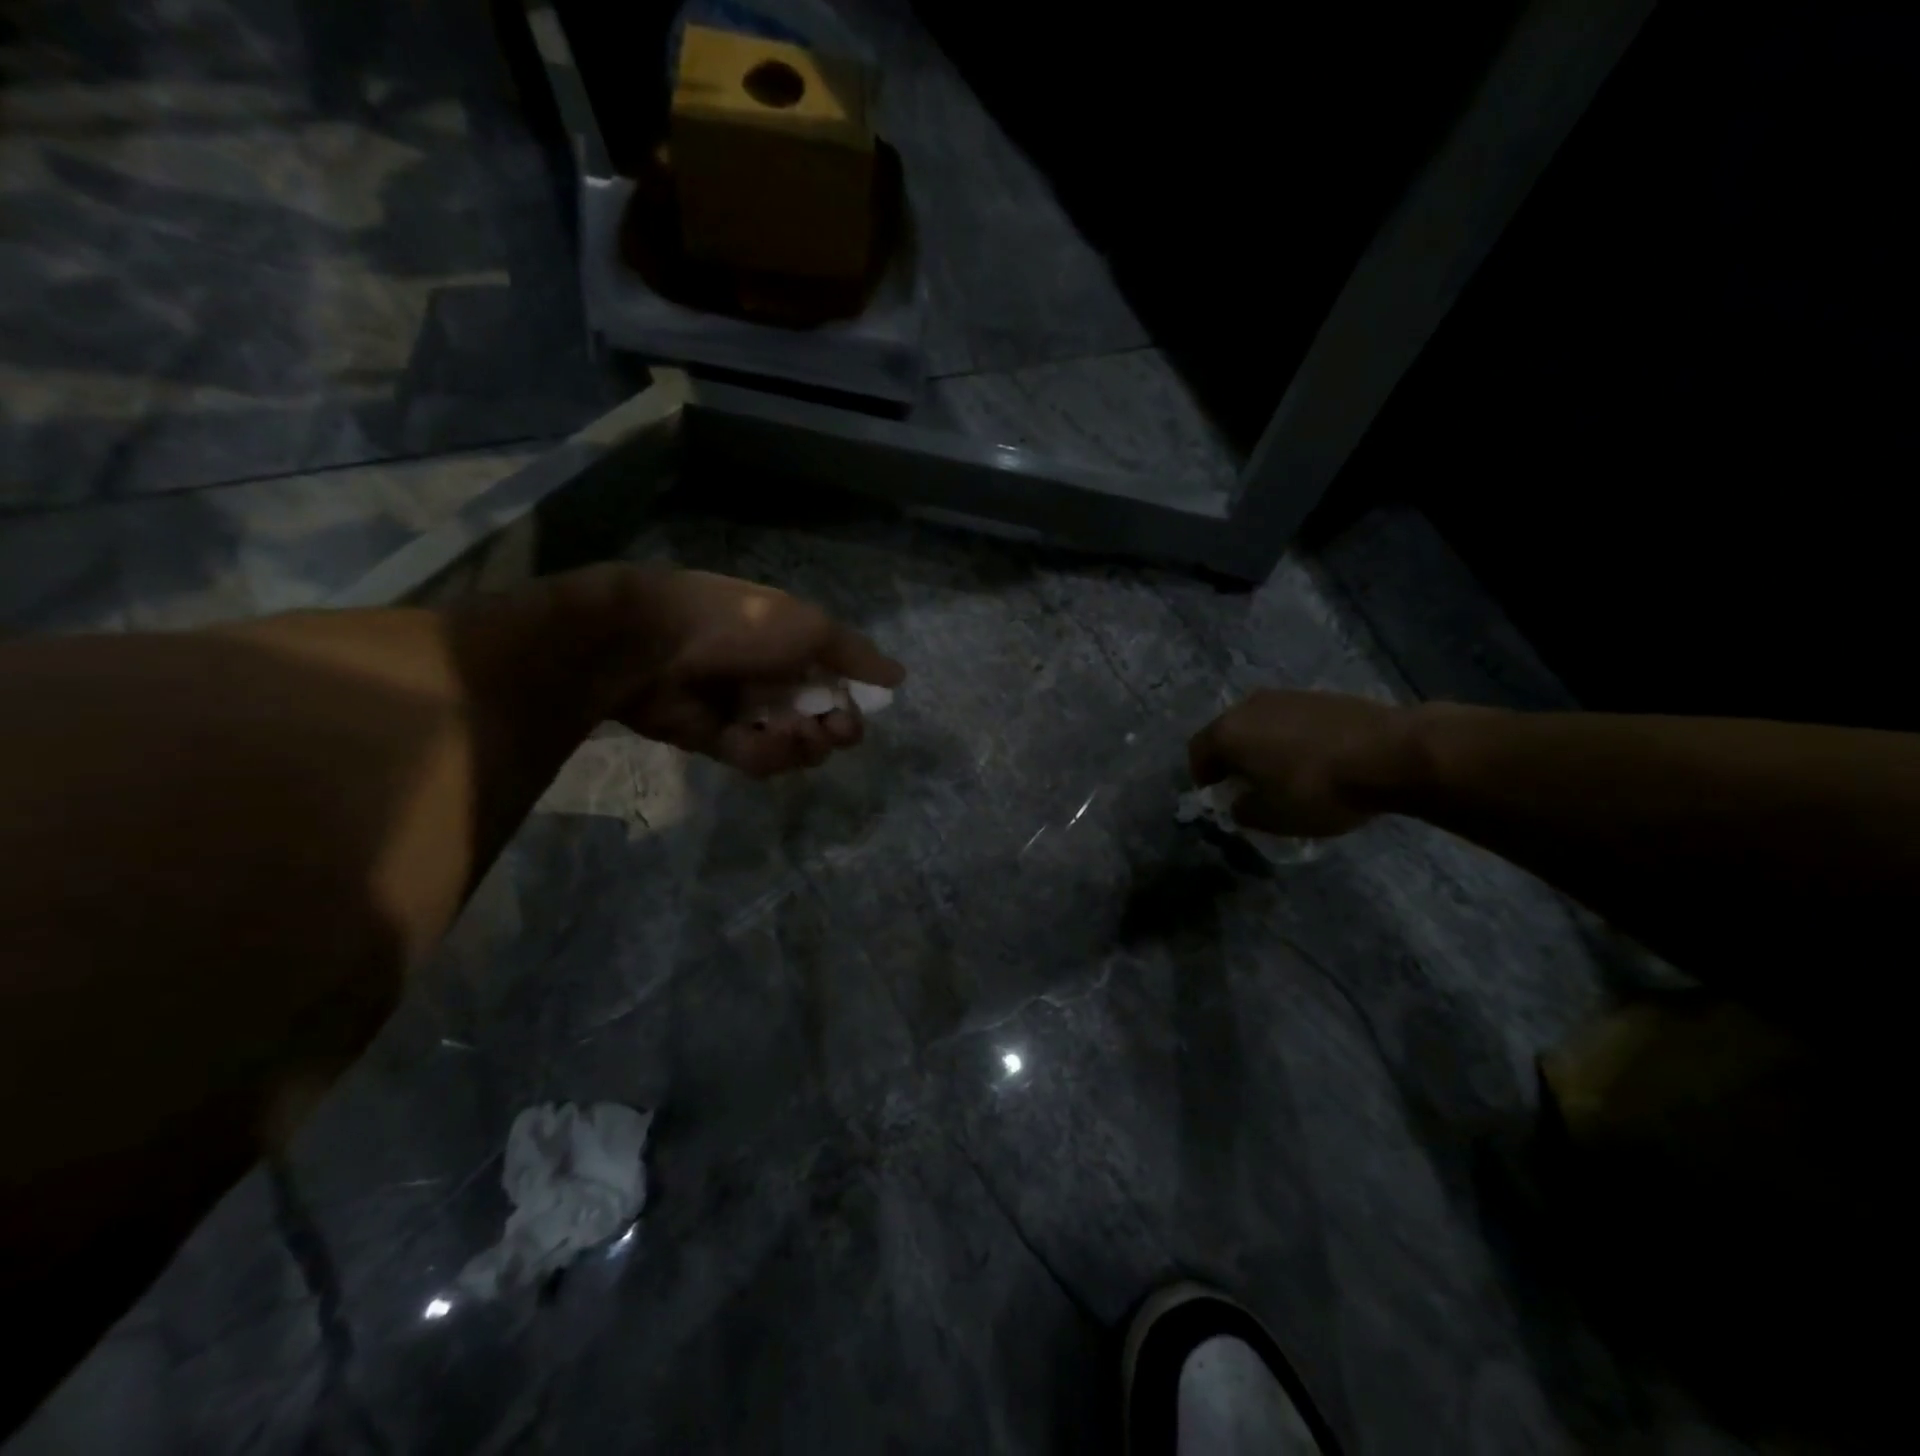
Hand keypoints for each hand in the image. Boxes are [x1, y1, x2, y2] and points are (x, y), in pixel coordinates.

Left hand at [552, 565, 905, 777]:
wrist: (653, 645)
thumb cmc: (740, 626)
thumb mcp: (810, 627)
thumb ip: (856, 656)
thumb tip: (900, 676)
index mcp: (800, 650)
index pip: (843, 687)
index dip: (856, 705)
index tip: (857, 711)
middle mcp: (780, 682)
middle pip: (826, 724)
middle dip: (836, 732)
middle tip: (831, 729)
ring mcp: (751, 714)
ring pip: (797, 748)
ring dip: (801, 745)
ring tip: (786, 730)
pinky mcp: (723, 743)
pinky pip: (760, 760)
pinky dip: (764, 754)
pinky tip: (755, 739)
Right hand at [1187, 689, 1417, 837]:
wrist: (1391, 753)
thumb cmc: (1318, 789)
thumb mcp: (1273, 817)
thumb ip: (1245, 812)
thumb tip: (1239, 803)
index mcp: (1228, 733)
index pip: (1197, 752)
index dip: (1202, 776)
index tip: (1216, 795)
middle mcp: (1250, 706)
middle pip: (1228, 733)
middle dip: (1232, 758)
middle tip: (1247, 784)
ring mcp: (1287, 696)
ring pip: (1260, 723)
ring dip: (1263, 746)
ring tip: (1283, 772)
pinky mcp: (1321, 695)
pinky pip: (1291, 719)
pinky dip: (1292, 738)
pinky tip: (1314, 759)